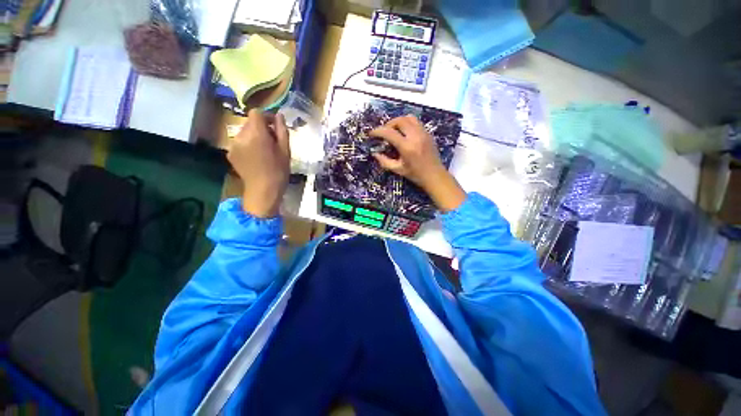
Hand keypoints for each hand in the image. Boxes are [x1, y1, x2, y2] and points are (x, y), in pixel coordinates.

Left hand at [228, 110, 289, 217]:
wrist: (263, 190)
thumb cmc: (279, 170)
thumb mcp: (285, 150)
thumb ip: (282, 130)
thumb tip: (279, 115)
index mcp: (256, 133)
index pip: (256, 113)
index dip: (266, 117)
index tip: (275, 126)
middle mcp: (241, 135)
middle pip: (250, 122)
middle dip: (261, 128)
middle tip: (272, 141)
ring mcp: (233, 145)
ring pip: (244, 132)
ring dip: (254, 136)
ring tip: (264, 151)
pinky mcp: (230, 153)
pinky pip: (239, 142)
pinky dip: (247, 145)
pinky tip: (255, 157)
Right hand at [369, 115, 465, 211]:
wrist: (435, 176)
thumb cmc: (415, 175)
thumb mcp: (398, 170)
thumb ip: (384, 161)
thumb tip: (375, 153)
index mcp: (407, 147)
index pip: (390, 133)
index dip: (378, 131)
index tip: (371, 133)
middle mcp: (416, 136)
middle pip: (400, 120)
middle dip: (388, 124)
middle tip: (384, 132)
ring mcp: (423, 133)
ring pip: (409, 118)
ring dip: (399, 121)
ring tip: (394, 130)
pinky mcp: (428, 133)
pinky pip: (416, 122)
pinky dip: (407, 124)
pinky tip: (404, 134)